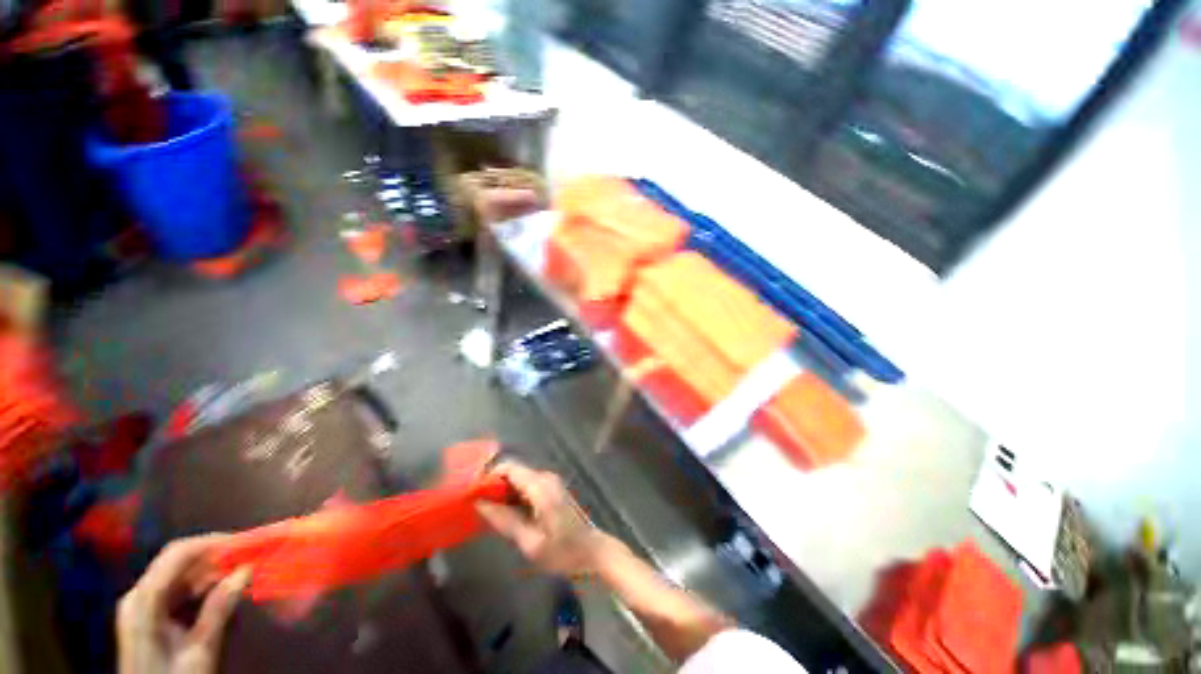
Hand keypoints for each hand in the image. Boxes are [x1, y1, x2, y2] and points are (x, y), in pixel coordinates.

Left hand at [117, 535, 250, 673]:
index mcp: (144, 600)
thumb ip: (217, 610)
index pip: (178, 554)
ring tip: (243, 572)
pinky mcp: (150, 617)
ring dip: (212, 572)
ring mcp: (142, 606)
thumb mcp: (199, 651)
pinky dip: (203, 587)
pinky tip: (223, 591)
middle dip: (216, 557)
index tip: (248, 541)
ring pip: (181, 576)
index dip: (213, 542)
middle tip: (251, 556)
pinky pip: (179, 591)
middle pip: (178, 562)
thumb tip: (245, 570)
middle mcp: (139, 595)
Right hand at [476, 462, 609, 576]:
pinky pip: (527, 486)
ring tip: (488, 514)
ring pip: (519, 479)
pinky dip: (514, 496)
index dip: (488, 477)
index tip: (471, 493)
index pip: (509, 468)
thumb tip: (480, 504)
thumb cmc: (562, 551)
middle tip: (476, 507)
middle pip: (513, 472)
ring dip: (503, 493)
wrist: (592, 551)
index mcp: (540, 486)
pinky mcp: (552, 489)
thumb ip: (505, 521)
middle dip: (493, 486)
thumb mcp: (530, 542)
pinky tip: (507, 515)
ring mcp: (550, 482)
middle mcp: (545, 477)